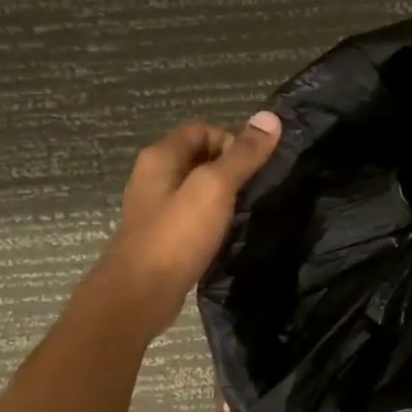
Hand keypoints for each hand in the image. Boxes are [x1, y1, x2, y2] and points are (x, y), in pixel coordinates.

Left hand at [94, 114, 282, 337]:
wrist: (140, 294)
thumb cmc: (176, 235)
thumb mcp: (214, 188)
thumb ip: (243, 155)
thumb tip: (270, 117)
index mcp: (160, 156)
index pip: (202, 129)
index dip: (232, 140)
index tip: (254, 167)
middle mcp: (154, 176)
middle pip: (200, 157)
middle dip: (231, 167)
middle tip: (256, 189)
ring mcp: (156, 208)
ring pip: (197, 189)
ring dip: (224, 195)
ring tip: (247, 212)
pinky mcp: (163, 237)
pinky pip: (193, 216)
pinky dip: (213, 218)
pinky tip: (229, 234)